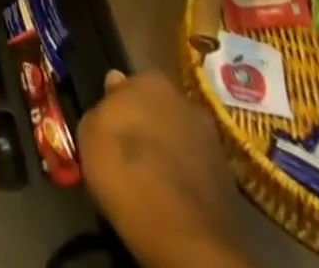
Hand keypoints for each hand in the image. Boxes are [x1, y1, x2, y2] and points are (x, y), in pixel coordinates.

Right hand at [78, 70, 250, 267]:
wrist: (185, 238)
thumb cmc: (127, 173)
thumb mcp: (89, 134)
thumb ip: (101, 108)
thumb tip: (115, 88)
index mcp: (150, 80)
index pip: (128, 86)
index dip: (116, 108)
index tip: (108, 132)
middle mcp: (185, 101)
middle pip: (157, 108)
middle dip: (146, 125)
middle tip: (129, 155)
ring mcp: (212, 141)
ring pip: (178, 139)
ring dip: (167, 152)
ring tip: (149, 182)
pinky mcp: (229, 182)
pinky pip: (195, 171)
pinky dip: (184, 181)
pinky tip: (170, 202)